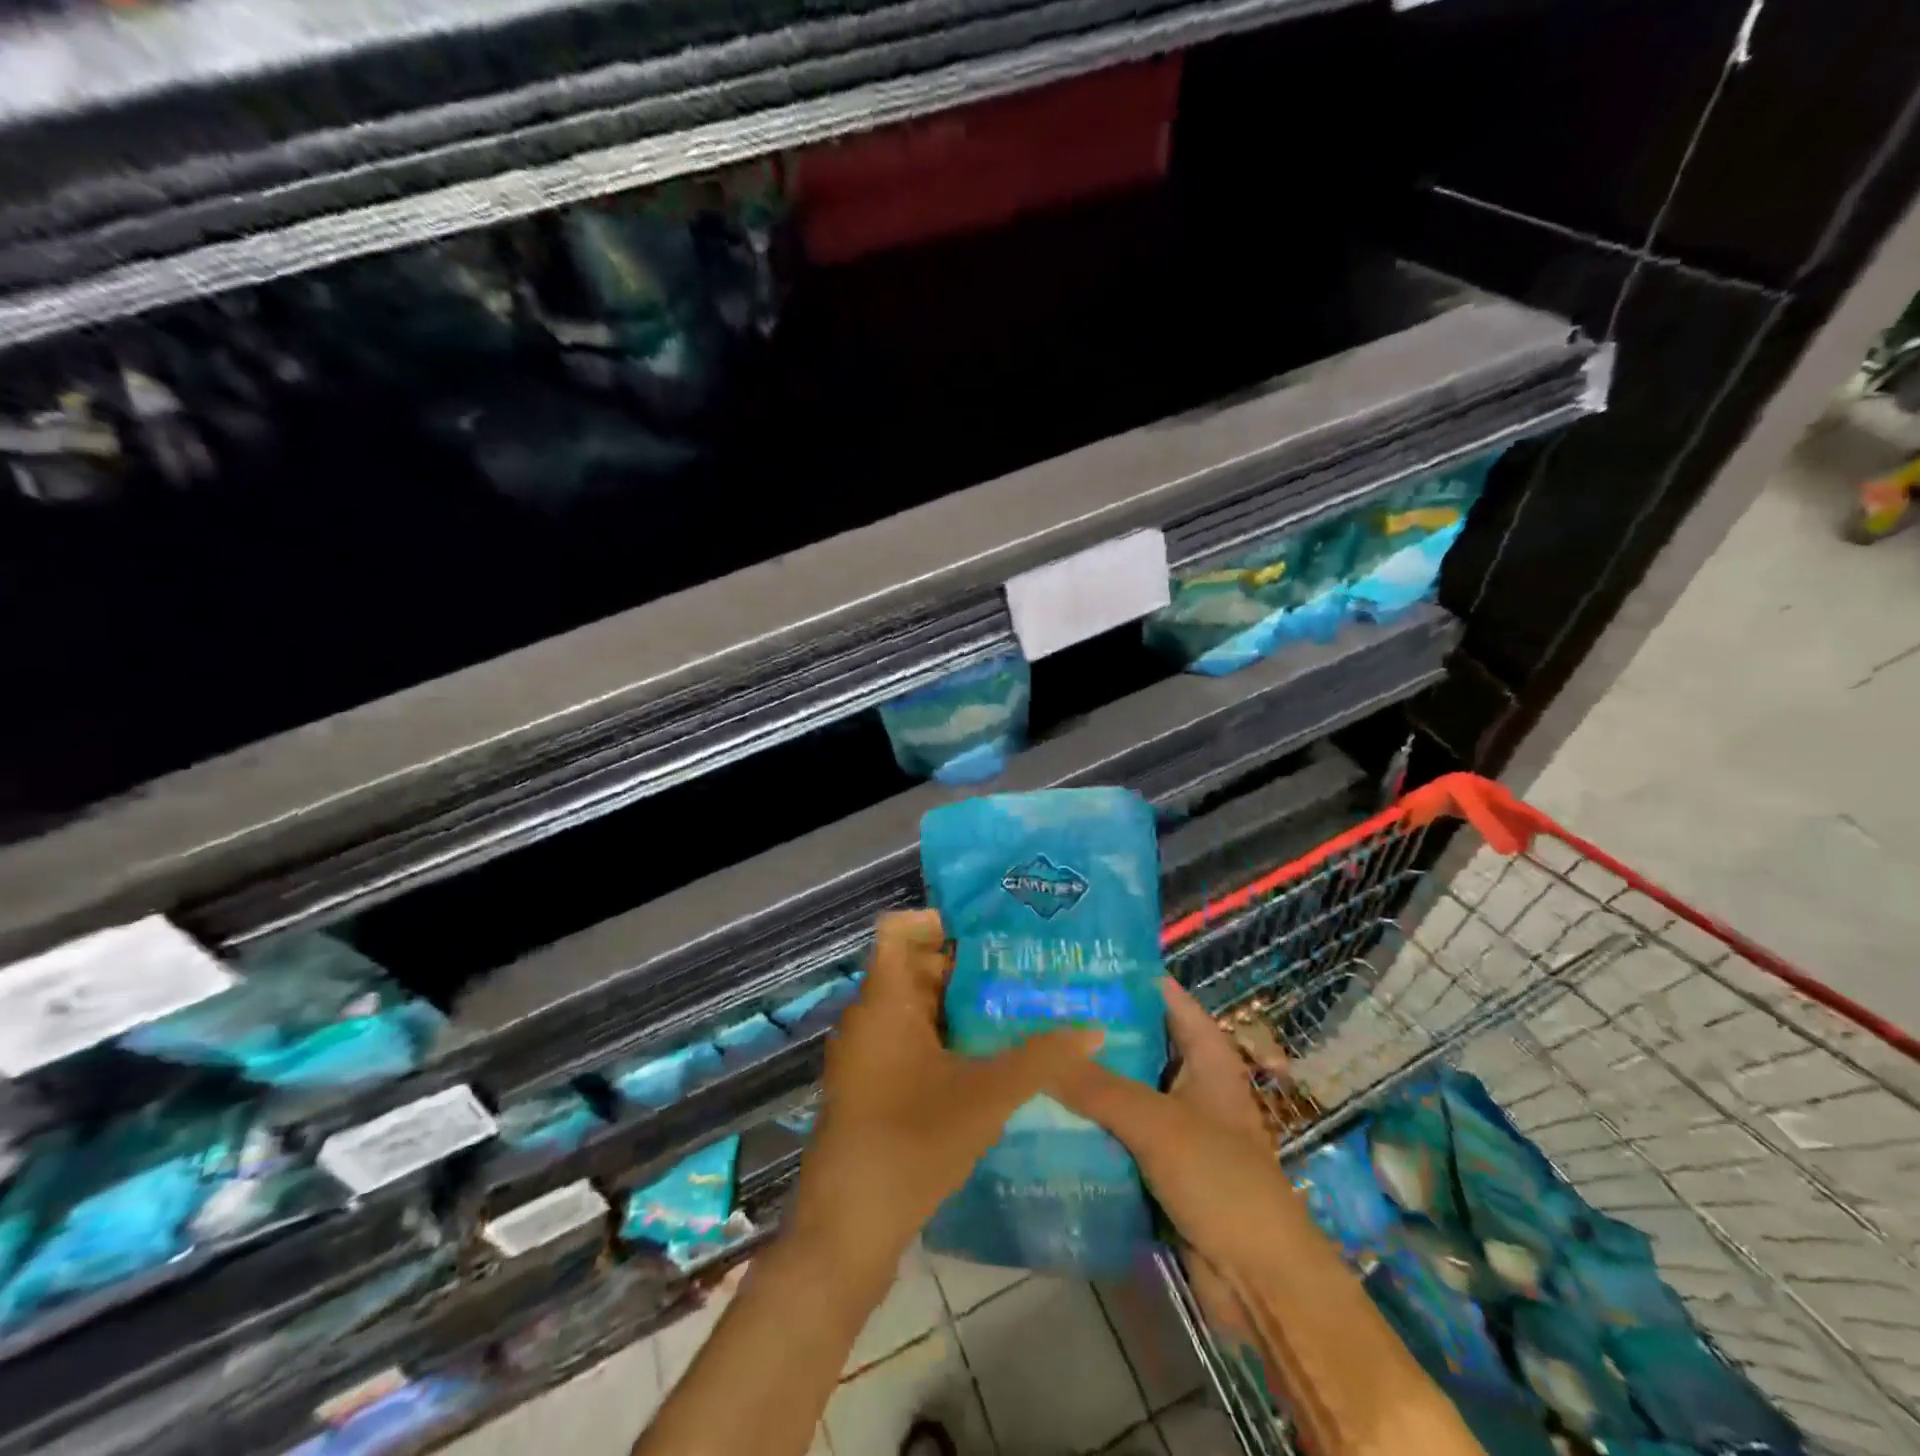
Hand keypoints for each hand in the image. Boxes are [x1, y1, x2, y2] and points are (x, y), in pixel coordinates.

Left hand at [786, 910, 1101, 1286]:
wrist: (848, 1229)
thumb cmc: (912, 1142)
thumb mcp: (987, 1097)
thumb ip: (1041, 1059)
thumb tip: (1094, 1029)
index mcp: (884, 1001)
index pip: (900, 930)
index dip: (940, 921)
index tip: (990, 931)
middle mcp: (868, 1017)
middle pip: (913, 967)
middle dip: (964, 965)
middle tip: (1019, 967)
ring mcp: (865, 1053)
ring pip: (913, 1006)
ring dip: (957, 1004)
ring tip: (1014, 1005)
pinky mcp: (870, 1084)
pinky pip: (907, 1038)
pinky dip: (942, 1035)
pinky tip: (985, 1055)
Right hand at [1052, 978, 1300, 1275]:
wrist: (1260, 1283)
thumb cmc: (1221, 1181)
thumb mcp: (1157, 1124)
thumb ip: (1097, 1087)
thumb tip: (1039, 1055)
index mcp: (1206, 1054)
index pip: (1161, 996)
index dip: (1121, 977)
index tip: (1069, 964)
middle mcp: (1190, 1080)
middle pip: (1136, 1040)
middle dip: (1090, 1029)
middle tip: (1033, 1008)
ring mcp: (1175, 1123)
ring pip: (1122, 1086)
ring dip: (1084, 1077)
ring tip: (1028, 1052)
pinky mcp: (1159, 1162)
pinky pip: (1117, 1129)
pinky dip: (1088, 1120)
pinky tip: (1043, 1109)